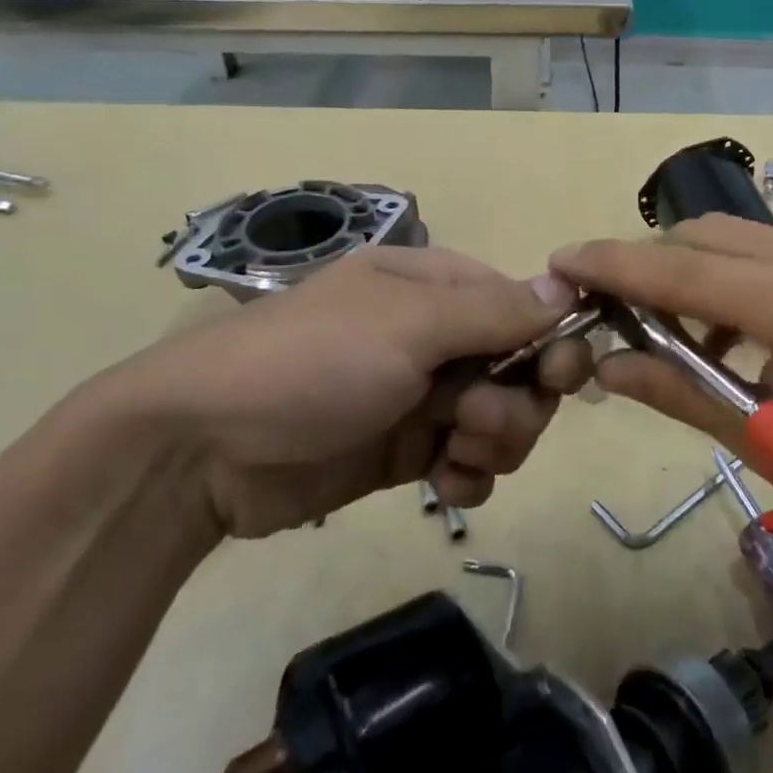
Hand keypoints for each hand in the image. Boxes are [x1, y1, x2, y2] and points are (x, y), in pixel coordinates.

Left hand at [86, 247, 587, 537]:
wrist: (202, 449)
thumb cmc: (313, 361)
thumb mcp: (408, 324)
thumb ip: (495, 311)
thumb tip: (570, 286)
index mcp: (438, 287)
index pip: (525, 307)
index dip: (550, 342)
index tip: (559, 379)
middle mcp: (437, 336)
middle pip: (521, 369)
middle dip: (516, 402)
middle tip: (474, 419)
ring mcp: (421, 395)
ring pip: (502, 419)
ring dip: (494, 442)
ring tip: (450, 453)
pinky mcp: (406, 451)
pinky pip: (470, 462)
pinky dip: (469, 476)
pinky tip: (442, 486)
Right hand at [549, 216, 772, 530]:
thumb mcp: (772, 437)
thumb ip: (682, 392)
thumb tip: (606, 365)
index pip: (675, 269)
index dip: (611, 264)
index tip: (559, 261)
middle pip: (696, 238)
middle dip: (643, 265)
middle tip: (605, 309)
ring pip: (726, 238)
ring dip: (683, 272)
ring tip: (661, 330)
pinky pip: (758, 253)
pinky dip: (721, 279)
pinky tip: (720, 333)